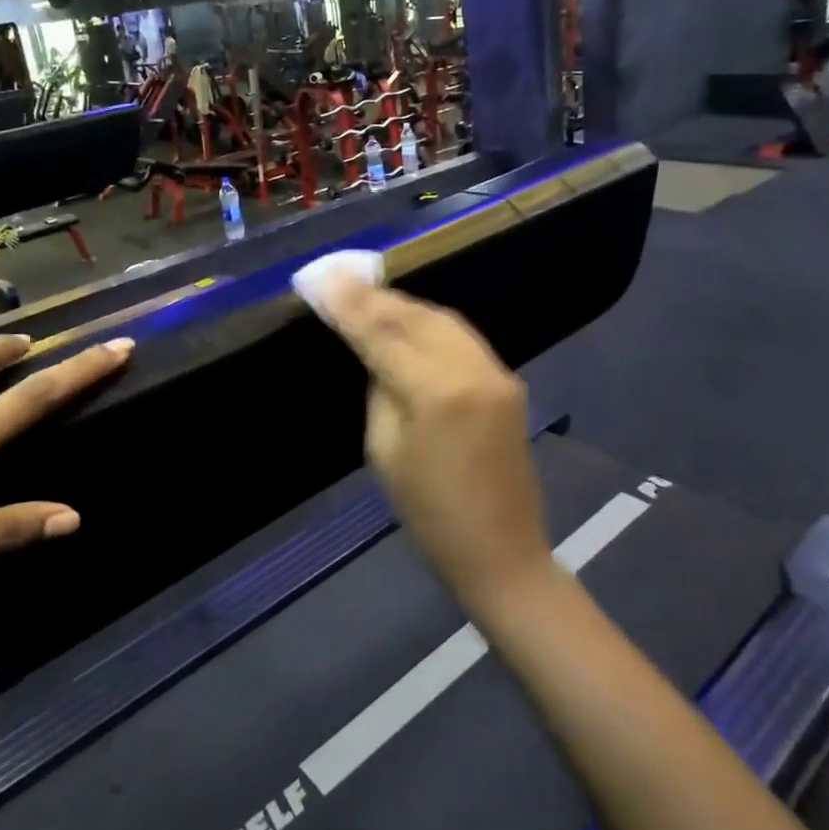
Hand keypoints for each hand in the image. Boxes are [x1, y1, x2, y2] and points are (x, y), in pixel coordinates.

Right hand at [313, 277, 551, 607]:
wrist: (502, 552)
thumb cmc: (430, 515)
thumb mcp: (385, 452)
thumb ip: (381, 390)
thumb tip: (377, 353)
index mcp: (436, 391)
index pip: (382, 333)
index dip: (349, 303)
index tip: (321, 277)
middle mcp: (472, 369)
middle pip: (415, 315)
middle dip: (375, 296)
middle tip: (339, 280)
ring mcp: (496, 372)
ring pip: (442, 318)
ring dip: (402, 306)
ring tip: (368, 296)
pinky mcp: (507, 380)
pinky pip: (461, 336)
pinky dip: (429, 323)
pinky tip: (407, 321)